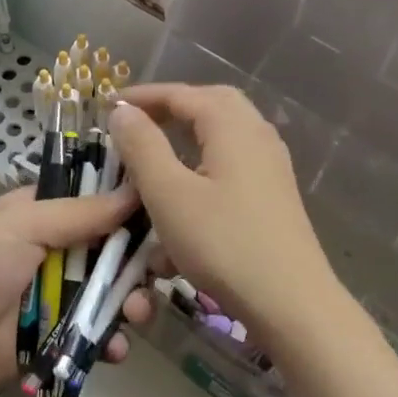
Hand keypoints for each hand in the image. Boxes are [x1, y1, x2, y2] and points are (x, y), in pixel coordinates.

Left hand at [0, 184, 141, 396]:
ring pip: (113, 295)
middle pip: (116, 251)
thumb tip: (136, 188)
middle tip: (158, 275)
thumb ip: (81, 212)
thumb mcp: (24, 225)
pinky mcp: (59, 336)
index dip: (134, 207)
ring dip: (131, 305)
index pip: (101, 200)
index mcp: (47, 213)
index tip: (167, 214)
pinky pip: (97, 335)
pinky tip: (115, 349)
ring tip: (134, 317)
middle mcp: (60, 249)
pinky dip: (111, 341)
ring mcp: (60, 295)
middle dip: (141, 265)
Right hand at [109, 84, 341, 351]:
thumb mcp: (169, 194)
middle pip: (210, 104)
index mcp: (232, 126)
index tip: (106, 105)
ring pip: (223, 135)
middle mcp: (256, 135)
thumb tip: (123, 112)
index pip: (181, 94)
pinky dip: (203, 166)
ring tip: (156, 153)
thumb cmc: (224, 243)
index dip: (141, 97)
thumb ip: (142, 147)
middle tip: (136, 121)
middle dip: (170, 107)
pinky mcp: (273, 195)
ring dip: (187, 136)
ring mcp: (270, 166)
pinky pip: (232, 163)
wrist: (291, 303)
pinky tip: (185, 195)